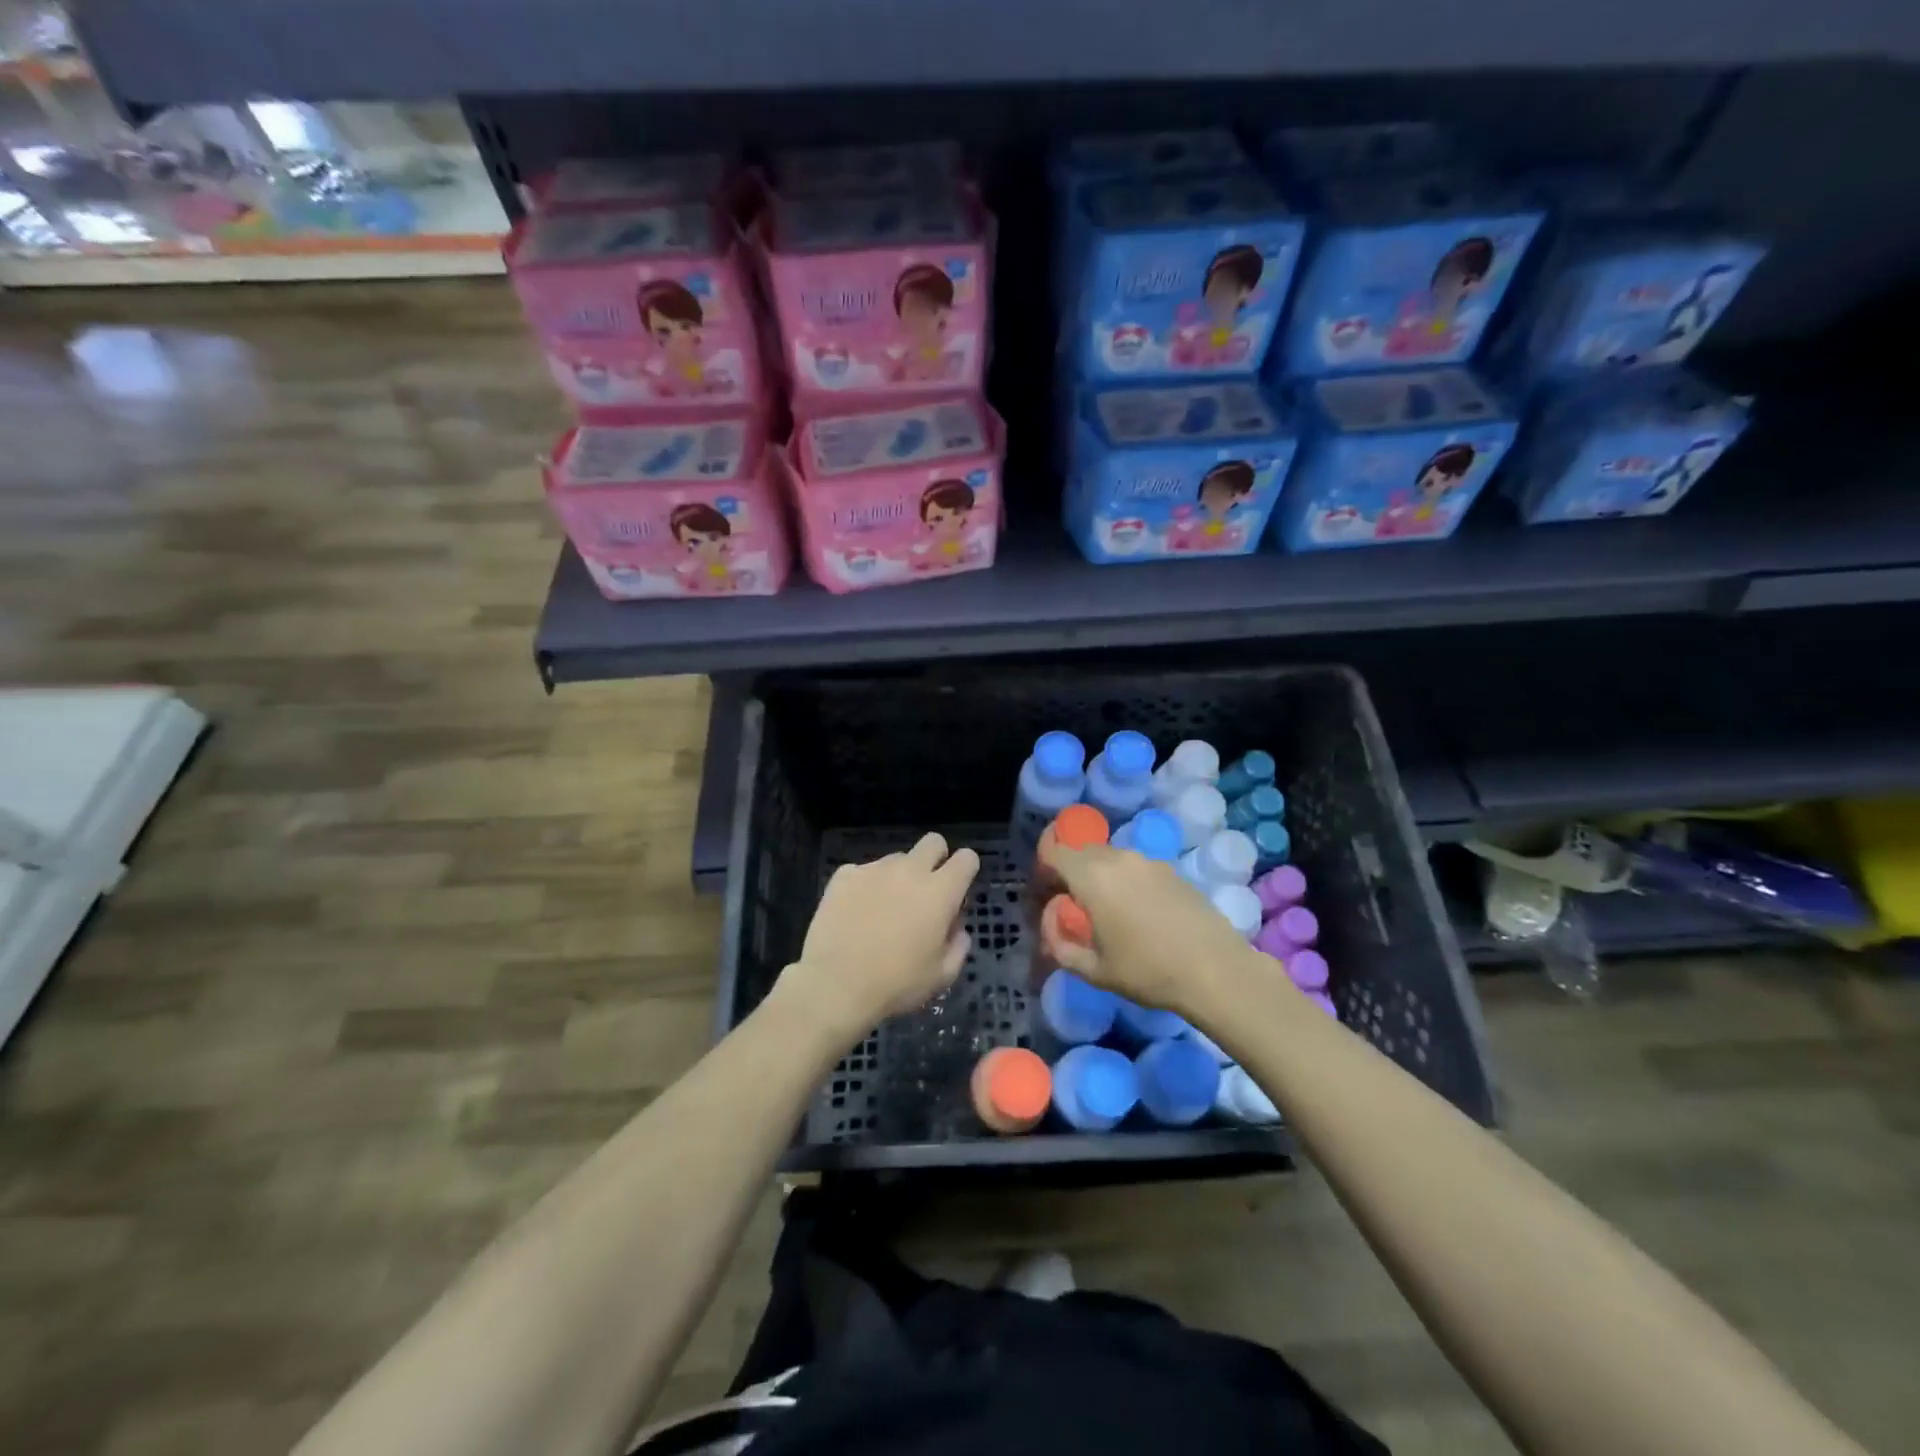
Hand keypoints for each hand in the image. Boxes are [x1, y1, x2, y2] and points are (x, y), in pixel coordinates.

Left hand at [781, 832, 979, 1041]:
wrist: (836, 986)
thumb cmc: (897, 984)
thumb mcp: (943, 975)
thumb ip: (958, 944)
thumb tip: (955, 925)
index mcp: (940, 892)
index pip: (966, 858)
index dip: (966, 870)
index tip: (958, 891)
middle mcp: (910, 870)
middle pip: (933, 842)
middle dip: (936, 859)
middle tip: (925, 892)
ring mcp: (874, 869)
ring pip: (897, 859)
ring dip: (898, 876)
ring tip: (884, 909)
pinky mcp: (844, 875)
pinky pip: (863, 871)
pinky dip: (866, 886)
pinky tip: (857, 912)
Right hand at [1042, 845, 1274, 1022]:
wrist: (1216, 970)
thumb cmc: (1147, 971)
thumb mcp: (1093, 970)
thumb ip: (1061, 946)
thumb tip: (1052, 928)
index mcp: (1092, 876)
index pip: (1053, 851)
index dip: (1042, 869)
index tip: (1044, 895)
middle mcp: (1118, 858)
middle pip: (1081, 851)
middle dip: (1069, 872)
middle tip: (1070, 906)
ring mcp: (1148, 861)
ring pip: (1110, 858)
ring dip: (1099, 876)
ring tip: (1106, 911)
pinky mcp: (1172, 870)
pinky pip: (1135, 867)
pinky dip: (1125, 881)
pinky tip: (1138, 913)